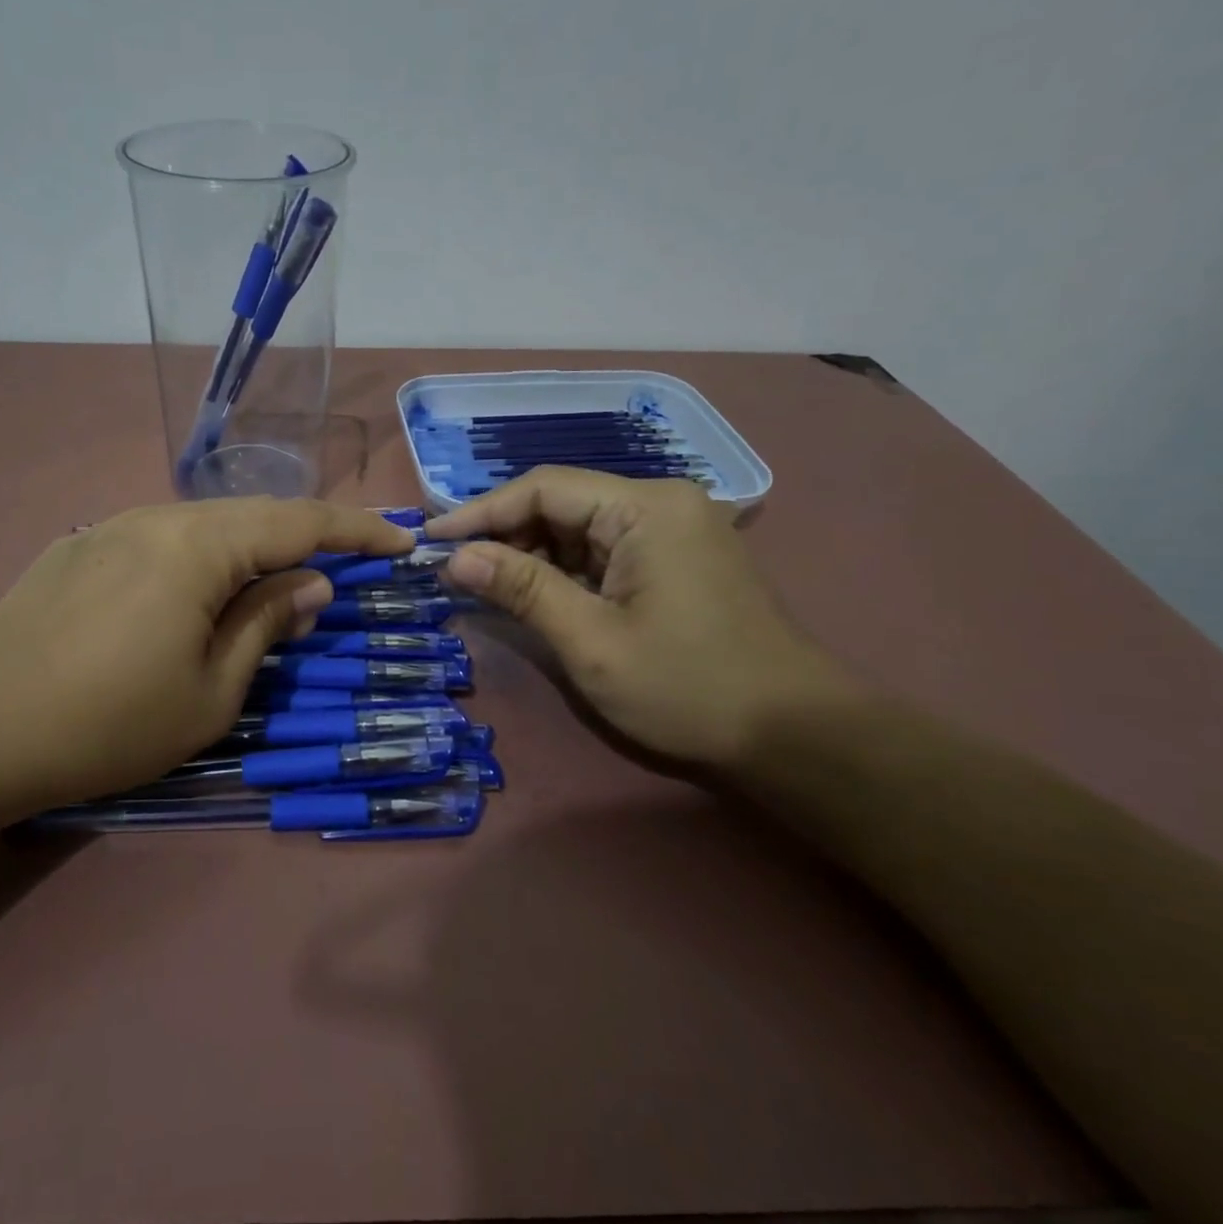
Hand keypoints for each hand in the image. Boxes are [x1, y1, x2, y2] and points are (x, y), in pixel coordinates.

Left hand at [0, 498, 414, 813]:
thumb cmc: (108, 723)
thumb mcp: (210, 692)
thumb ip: (266, 625)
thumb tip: (312, 586)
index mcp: (198, 546)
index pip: (300, 523)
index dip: (357, 530)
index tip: (400, 542)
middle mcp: (157, 518)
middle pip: (253, 515)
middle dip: (306, 539)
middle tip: (343, 570)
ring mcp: (111, 527)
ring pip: (205, 525)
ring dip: (250, 550)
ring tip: (273, 586)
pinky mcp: (79, 548)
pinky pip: (162, 539)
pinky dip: (201, 558)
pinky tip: (195, 595)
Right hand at [425, 469, 857, 769]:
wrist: (791, 735)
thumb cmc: (687, 687)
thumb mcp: (591, 641)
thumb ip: (521, 590)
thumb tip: (454, 557)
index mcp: (645, 508)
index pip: (543, 488)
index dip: (480, 512)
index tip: (431, 540)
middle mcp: (660, 504)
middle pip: (560, 504)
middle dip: (504, 536)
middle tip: (452, 571)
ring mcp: (671, 531)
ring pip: (578, 529)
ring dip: (530, 557)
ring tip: (482, 588)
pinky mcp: (675, 559)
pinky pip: (602, 551)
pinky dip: (563, 572)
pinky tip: (532, 596)